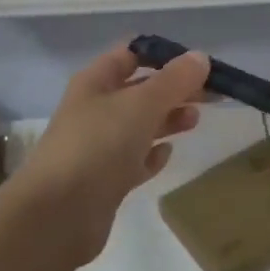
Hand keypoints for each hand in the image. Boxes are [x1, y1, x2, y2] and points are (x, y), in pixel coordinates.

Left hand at [12, 42, 209, 268]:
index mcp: (95, 83)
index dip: (163, 55)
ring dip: (166, 120)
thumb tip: (201, 57)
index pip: (130, 56)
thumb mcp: (141, 104)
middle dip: (173, 89)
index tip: (198, 64)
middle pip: (139, 91)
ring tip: (195, 120)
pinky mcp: (105, 181)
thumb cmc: (99, 145)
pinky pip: (133, 160)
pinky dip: (151, 155)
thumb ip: (174, 81)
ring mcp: (98, 147)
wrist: (59, 214)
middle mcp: (94, 110)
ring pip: (138, 125)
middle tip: (210, 94)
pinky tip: (168, 154)